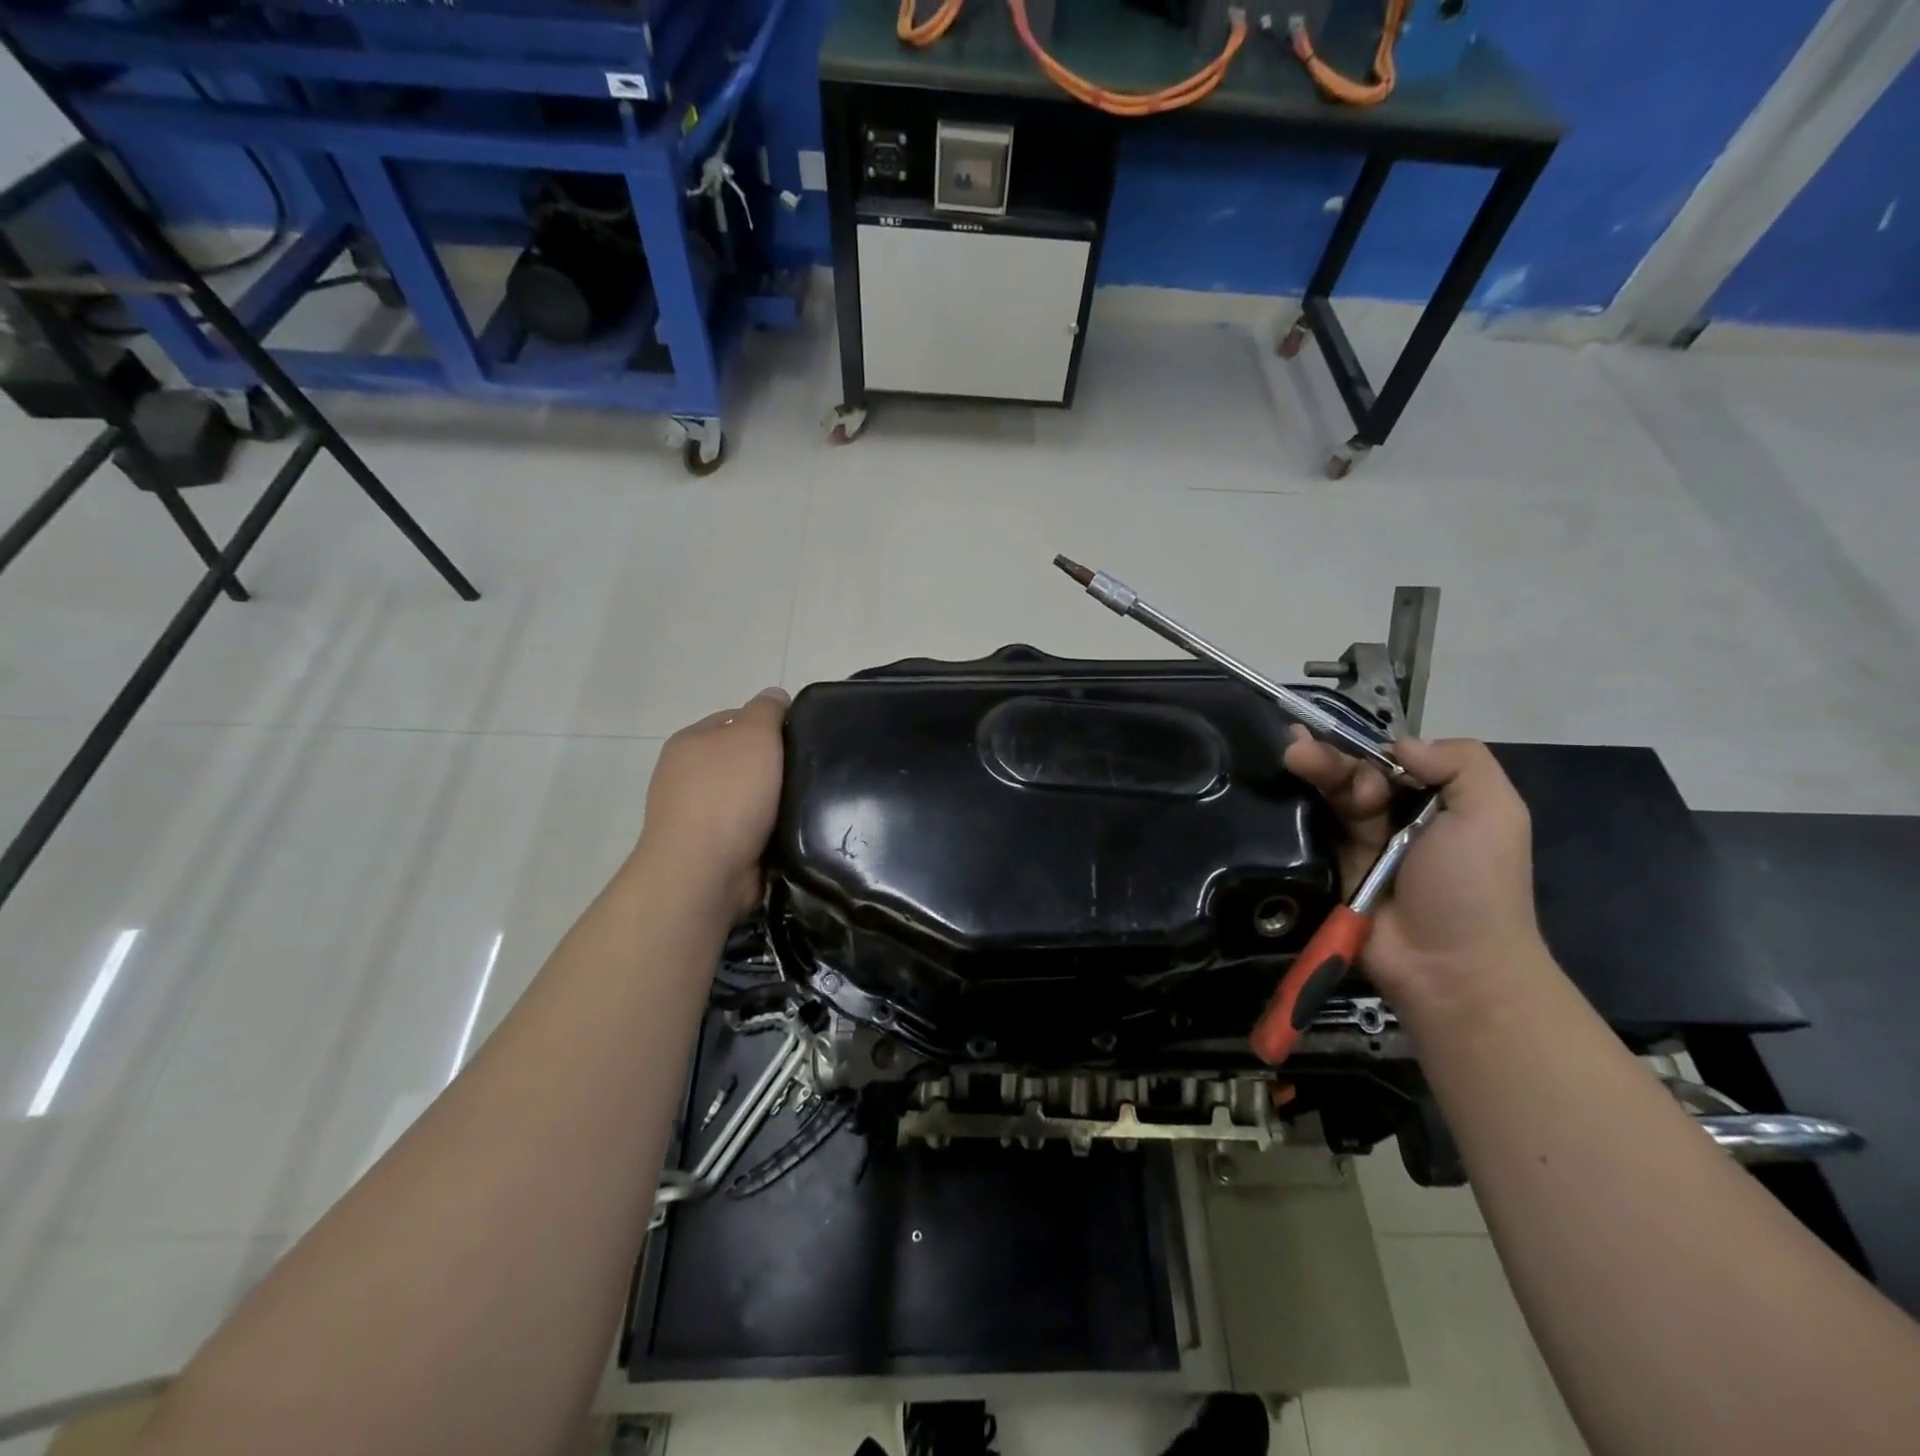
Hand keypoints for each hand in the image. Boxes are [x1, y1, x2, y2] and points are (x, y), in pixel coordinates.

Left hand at [635, 688, 788, 921]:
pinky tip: (788, 834)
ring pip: (745, 799)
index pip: (735, 720)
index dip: (770, 724)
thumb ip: (766, 710)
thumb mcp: (754, 735)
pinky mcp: (707, 851)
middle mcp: (684, 776)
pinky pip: (746, 832)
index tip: (802, 738)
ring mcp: (692, 816)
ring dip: (771, 803)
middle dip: (773, 766)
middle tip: (810, 771)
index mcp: (690, 742)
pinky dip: (765, 832)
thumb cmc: (728, 794)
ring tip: (806, 805)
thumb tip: (775, 695)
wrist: (702, 871)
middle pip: (741, 760)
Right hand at [1283, 731, 1548, 1008]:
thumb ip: (1461, 762)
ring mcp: (1355, 847)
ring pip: (1325, 799)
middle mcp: (1393, 820)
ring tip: (1291, 757)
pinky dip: (1290, 811)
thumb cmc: (1474, 886)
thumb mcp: (1494, 814)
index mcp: (1433, 802)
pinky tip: (1274, 788)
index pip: (1388, 761)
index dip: (1364, 749)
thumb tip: (1397, 745)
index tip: (1350, 748)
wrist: (1448, 966)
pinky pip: (1303, 834)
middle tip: (1298, 750)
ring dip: (1310, 774)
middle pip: (1351, 776)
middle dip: (1329, 759)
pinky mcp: (1324, 871)